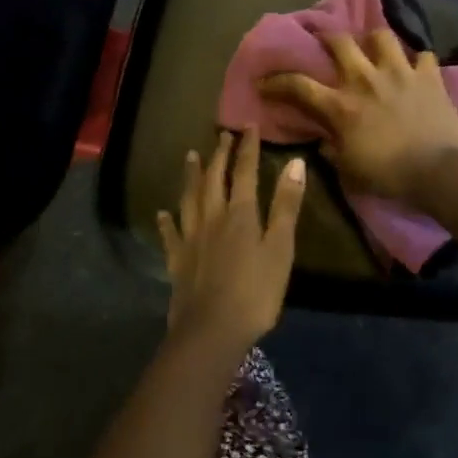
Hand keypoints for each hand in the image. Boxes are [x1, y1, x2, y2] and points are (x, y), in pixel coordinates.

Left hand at [157, 126, 306, 357]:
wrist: (211, 331)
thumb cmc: (255, 291)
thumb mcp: (280, 248)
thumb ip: (286, 205)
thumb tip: (295, 162)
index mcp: (240, 214)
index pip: (244, 172)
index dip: (247, 148)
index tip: (249, 126)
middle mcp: (212, 218)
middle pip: (214, 180)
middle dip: (220, 155)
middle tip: (222, 135)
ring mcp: (191, 239)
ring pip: (189, 199)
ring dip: (191, 176)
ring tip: (190, 157)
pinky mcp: (178, 261)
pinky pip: (171, 235)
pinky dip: (167, 222)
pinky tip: (163, 213)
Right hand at [259, 30, 457, 200]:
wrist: (439, 171)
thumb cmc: (389, 175)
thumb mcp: (349, 171)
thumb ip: (332, 152)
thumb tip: (323, 143)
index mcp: (341, 106)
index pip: (298, 85)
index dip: (277, 81)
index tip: (264, 82)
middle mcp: (365, 80)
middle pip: (340, 42)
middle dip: (328, 38)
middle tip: (327, 43)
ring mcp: (399, 73)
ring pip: (382, 36)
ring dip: (375, 41)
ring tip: (375, 49)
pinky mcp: (429, 76)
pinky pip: (423, 55)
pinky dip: (418, 61)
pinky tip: (417, 69)